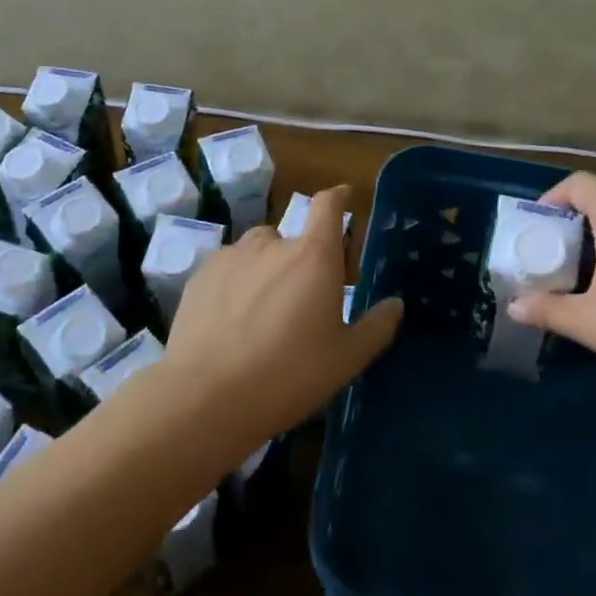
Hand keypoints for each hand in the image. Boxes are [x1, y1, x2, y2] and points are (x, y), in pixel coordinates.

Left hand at [163, 186, 402, 437]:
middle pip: (293, 237)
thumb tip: (395, 303)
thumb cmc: (288, 375)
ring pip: (257, 252)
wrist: (205, 398)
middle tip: (301, 301)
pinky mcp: (199, 276)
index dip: (338, 197)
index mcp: (314, 255)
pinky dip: (236, 284)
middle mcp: (273, 244)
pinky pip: (228, 269)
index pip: (328, 205)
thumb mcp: (346, 359)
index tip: (344, 197)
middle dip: (301, 260)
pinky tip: (231, 321)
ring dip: (266, 268)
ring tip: (263, 310)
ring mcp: (231, 257)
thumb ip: (376, 326)